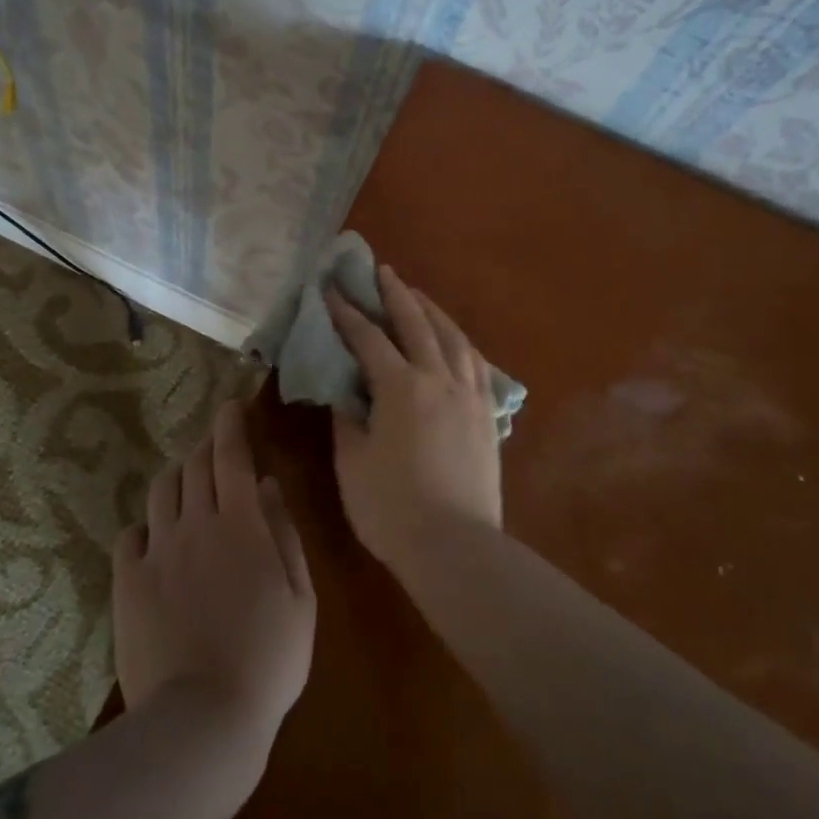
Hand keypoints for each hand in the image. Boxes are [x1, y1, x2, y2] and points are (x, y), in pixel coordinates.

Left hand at [112, 400, 315, 754]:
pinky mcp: (128, 581)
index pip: (231, 455)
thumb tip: (269, 485)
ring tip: (188, 488)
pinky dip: (146, 526)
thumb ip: (284, 534)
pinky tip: (155, 540)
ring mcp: (157, 551)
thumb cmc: (269, 659)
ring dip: (177, 478)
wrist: (203, 718)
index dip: (231, 424)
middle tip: (215, 446)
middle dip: (206, 446)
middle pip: (194, 465)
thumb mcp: (300, 597)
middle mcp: (195, 524)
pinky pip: (130, 535)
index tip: (231, 406)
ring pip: (161, 491)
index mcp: (241, 524)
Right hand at [326, 265, 501, 575]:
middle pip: (417, 323)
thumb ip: (347, 417)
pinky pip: (475, 363)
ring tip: (419, 297)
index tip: (331, 291)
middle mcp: (439, 379)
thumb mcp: (352, 461)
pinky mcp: (487, 415)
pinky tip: (454, 342)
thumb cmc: (391, 507)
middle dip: (395, 295)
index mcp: (401, 387)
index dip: (347, 313)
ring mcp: (469, 395)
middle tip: (381, 271)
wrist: (455, 546)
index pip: (368, 338)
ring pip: (453, 338)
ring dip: (433, 312)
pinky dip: (459, 342)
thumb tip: (344, 390)